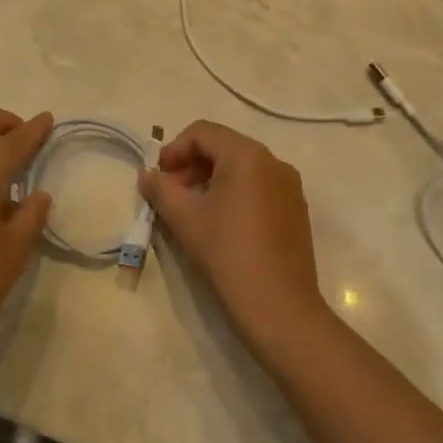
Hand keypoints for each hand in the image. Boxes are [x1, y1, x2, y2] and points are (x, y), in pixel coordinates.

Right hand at [140, 120, 329, 358]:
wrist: (280, 309)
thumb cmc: (228, 254)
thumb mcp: (185, 219)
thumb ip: (161, 189)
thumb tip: (147, 174)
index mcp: (247, 155)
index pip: (202, 133)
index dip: (174, 150)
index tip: (157, 177)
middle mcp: (273, 162)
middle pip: (223, 147)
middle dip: (191, 165)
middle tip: (170, 194)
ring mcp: (289, 186)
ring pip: (241, 168)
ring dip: (210, 179)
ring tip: (191, 210)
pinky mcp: (296, 210)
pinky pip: (258, 187)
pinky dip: (234, 193)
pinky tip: (220, 223)